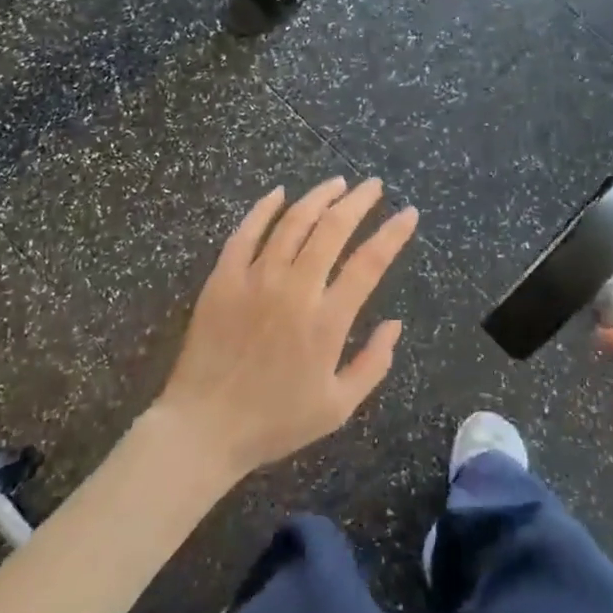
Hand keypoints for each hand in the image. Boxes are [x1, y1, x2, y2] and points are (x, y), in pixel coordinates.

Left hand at [155, 178, 417, 482]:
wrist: (203, 428)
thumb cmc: (275, 421)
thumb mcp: (337, 407)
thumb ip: (373, 363)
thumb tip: (396, 324)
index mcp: (326, 321)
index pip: (369, 263)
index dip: (393, 234)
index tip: (409, 213)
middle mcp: (294, 290)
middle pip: (332, 229)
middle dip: (358, 201)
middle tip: (373, 186)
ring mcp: (254, 280)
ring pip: (292, 223)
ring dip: (318, 197)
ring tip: (337, 183)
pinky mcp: (223, 279)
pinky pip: (245, 233)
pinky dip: (264, 209)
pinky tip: (279, 193)